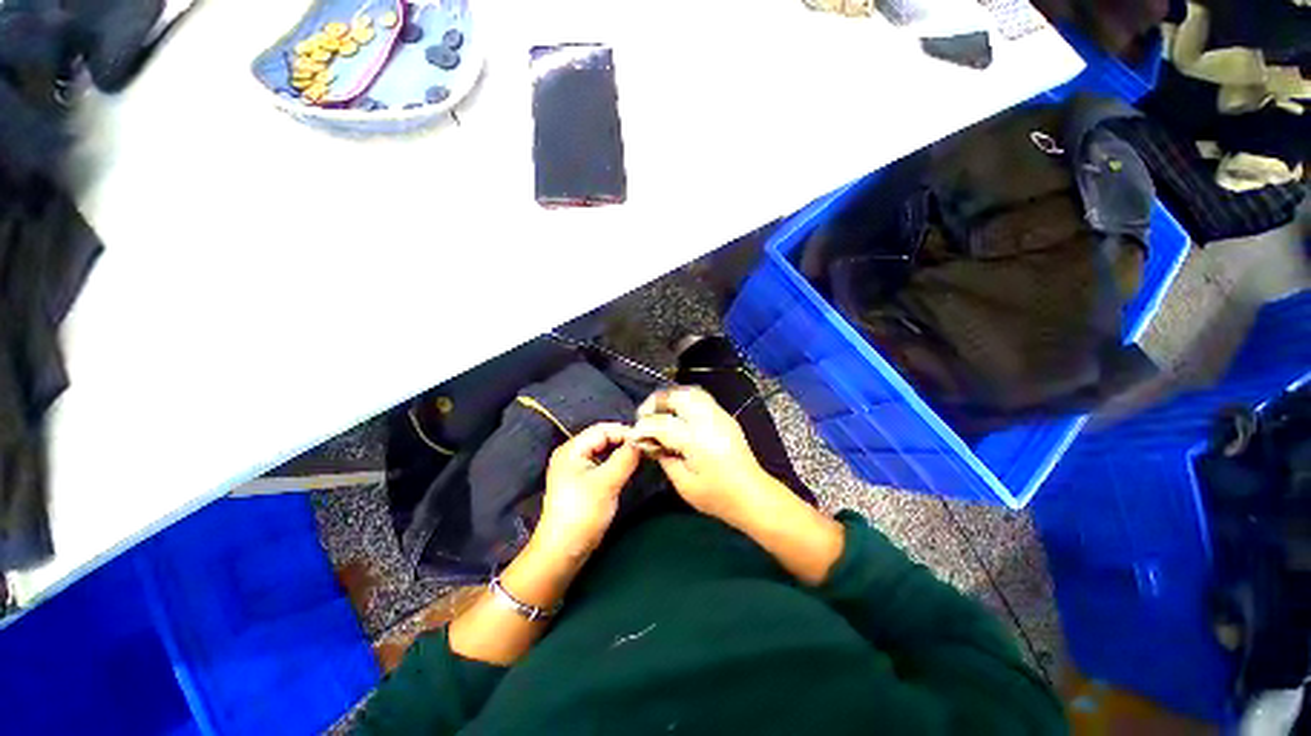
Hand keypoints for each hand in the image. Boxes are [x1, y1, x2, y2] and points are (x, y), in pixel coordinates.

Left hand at [532, 423, 641, 560]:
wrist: (563, 551)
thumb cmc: (583, 512)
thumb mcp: (607, 482)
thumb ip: (626, 458)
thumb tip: (642, 441)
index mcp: (572, 449)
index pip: (603, 429)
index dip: (625, 432)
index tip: (647, 440)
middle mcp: (572, 454)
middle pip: (603, 438)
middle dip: (624, 441)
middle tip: (647, 447)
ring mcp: (576, 469)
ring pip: (604, 451)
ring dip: (622, 452)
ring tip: (642, 456)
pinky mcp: (582, 482)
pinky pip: (603, 464)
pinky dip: (617, 463)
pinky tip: (630, 468)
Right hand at [631, 386, 769, 523]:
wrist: (753, 495)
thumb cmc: (717, 496)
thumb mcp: (683, 484)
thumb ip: (663, 458)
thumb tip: (649, 442)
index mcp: (695, 439)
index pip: (661, 423)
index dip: (643, 427)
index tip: (634, 435)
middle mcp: (707, 420)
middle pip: (677, 396)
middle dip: (656, 402)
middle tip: (645, 417)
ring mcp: (719, 414)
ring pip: (690, 391)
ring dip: (671, 398)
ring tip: (660, 412)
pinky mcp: (725, 416)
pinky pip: (701, 397)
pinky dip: (684, 400)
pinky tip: (678, 415)